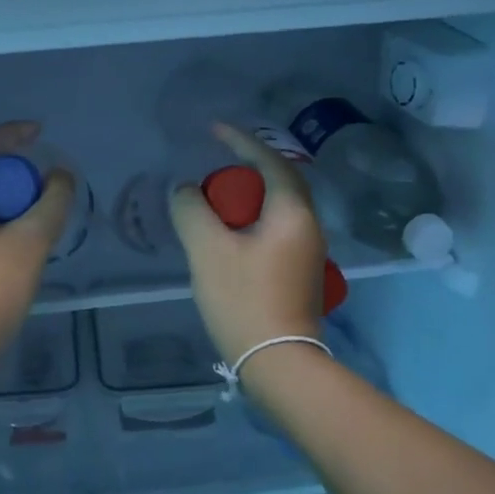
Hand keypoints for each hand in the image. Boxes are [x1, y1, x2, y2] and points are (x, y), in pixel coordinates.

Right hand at [169, 123, 328, 363]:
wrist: (279, 363)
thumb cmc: (244, 300)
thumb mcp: (208, 251)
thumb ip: (192, 211)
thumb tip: (186, 191)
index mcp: (292, 214)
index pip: (270, 162)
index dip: (241, 142)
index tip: (214, 130)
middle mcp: (309, 227)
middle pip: (279, 184)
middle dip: (247, 172)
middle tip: (214, 175)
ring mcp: (308, 254)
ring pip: (278, 211)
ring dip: (249, 201)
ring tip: (217, 206)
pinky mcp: (300, 276)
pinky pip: (276, 233)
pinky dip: (253, 223)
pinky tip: (230, 240)